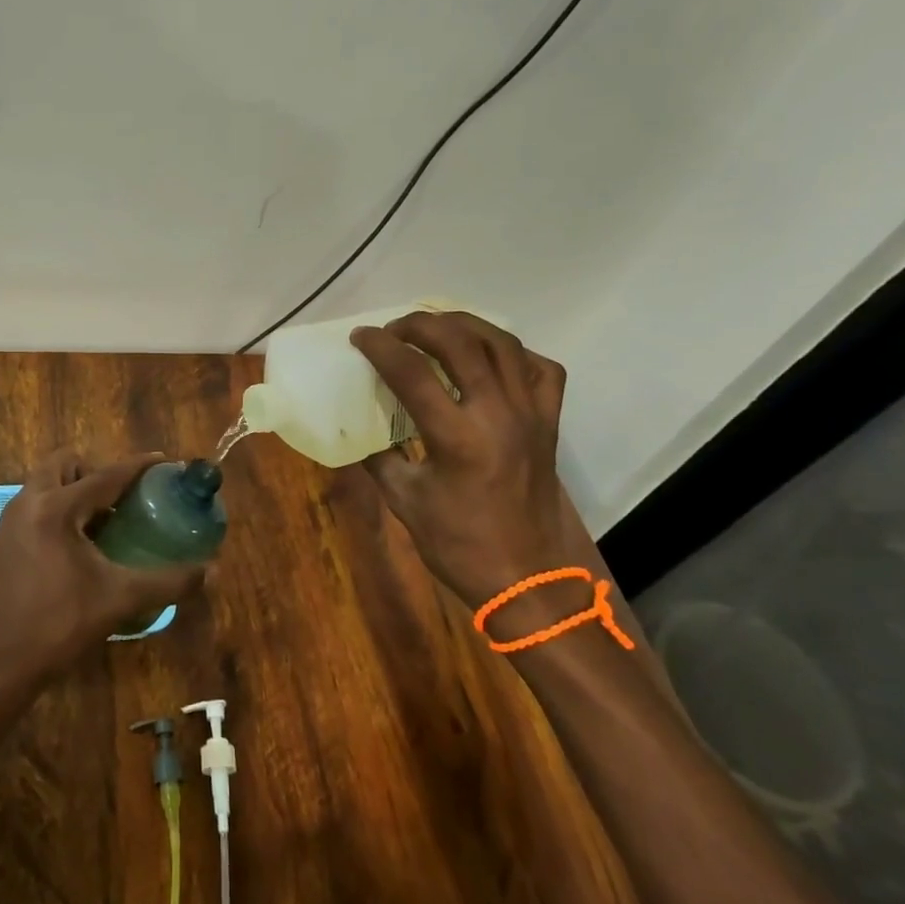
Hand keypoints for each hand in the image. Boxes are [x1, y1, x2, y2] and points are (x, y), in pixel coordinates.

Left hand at [0, 450, 207, 691]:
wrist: (4, 665)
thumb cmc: (62, 625)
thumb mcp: (121, 599)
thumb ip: (169, 582)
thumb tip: (212, 571)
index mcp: (55, 510)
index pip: (105, 476)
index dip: (137, 467)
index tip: (163, 461)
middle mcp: (27, 504)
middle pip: (64, 464)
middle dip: (95, 471)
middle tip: (121, 498)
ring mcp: (9, 522)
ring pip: (45, 483)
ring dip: (74, 489)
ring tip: (103, 520)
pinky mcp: (1, 541)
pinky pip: (33, 505)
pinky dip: (56, 509)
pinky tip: (76, 545)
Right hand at [351, 312, 576, 610]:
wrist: (527, 579)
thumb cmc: (459, 545)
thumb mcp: (404, 501)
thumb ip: (377, 457)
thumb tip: (354, 429)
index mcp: (457, 437)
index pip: (411, 373)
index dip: (380, 347)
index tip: (359, 337)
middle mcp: (498, 414)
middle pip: (459, 342)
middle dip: (420, 324)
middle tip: (395, 330)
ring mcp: (530, 415)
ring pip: (502, 343)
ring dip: (464, 326)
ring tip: (435, 328)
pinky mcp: (550, 423)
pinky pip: (540, 369)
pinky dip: (513, 353)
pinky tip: (489, 358)